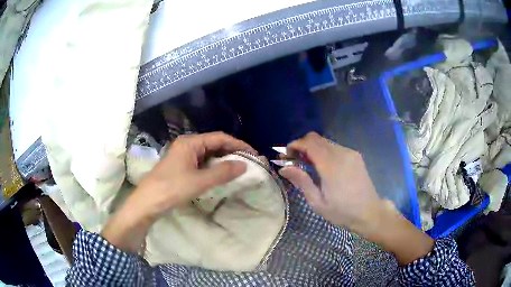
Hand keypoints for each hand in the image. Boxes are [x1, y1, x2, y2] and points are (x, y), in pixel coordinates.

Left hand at [132, 132, 254, 218]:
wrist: (147, 203)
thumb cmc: (172, 189)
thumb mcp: (199, 181)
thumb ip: (223, 172)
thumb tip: (244, 165)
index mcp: (190, 142)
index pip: (219, 138)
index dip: (238, 144)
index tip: (253, 154)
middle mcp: (187, 145)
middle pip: (214, 144)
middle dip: (231, 152)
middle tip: (248, 162)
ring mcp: (183, 156)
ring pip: (208, 154)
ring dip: (223, 160)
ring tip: (238, 169)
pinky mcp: (181, 167)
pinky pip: (202, 163)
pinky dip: (214, 167)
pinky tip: (221, 175)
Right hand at [279, 132, 380, 231]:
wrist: (370, 213)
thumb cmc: (342, 212)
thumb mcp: (318, 202)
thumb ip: (301, 181)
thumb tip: (284, 168)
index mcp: (331, 165)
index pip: (309, 143)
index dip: (295, 144)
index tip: (286, 155)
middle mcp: (342, 153)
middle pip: (316, 138)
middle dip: (302, 146)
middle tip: (294, 161)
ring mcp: (350, 153)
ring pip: (325, 142)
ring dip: (313, 149)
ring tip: (308, 165)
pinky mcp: (356, 156)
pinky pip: (335, 147)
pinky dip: (324, 152)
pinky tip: (323, 167)